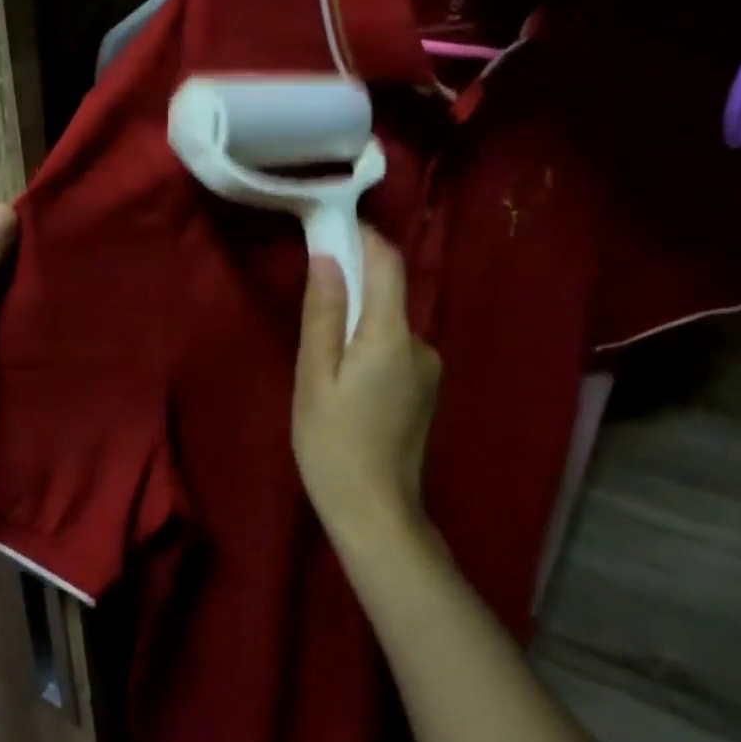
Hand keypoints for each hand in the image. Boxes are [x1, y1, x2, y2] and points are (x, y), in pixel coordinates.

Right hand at [292, 228, 440, 552]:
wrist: (377, 514)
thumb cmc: (333, 444)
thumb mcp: (315, 376)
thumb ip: (324, 313)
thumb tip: (328, 257)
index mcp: (392, 335)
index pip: (388, 263)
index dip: (363, 237)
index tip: (331, 226)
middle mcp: (421, 343)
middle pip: (388, 293)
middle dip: (352, 283)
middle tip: (311, 297)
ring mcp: (429, 368)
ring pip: (389, 323)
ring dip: (358, 319)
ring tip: (322, 350)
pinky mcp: (426, 389)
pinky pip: (395, 348)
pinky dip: (369, 344)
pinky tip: (345, 377)